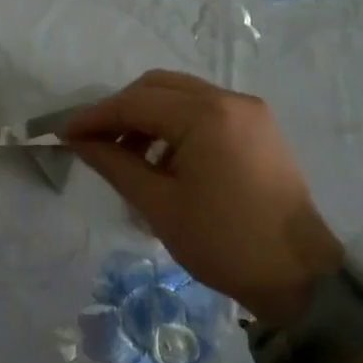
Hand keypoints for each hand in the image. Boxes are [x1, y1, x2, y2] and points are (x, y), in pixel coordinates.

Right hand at [64, 70, 341, 323]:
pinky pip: (205, 110)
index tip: (64, 134)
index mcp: (205, 116)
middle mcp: (229, 99)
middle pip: (158, 86)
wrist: (298, 276)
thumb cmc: (222, 243)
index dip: (95, 116)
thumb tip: (79, 142)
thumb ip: (114, 164)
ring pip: (181, 95)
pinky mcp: (259, 127)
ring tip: (127, 156)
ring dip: (148, 116)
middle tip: (95, 142)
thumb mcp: (159, 205)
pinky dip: (176, 124)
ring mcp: (249, 111)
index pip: (135, 103)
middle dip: (121, 110)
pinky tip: (164, 159)